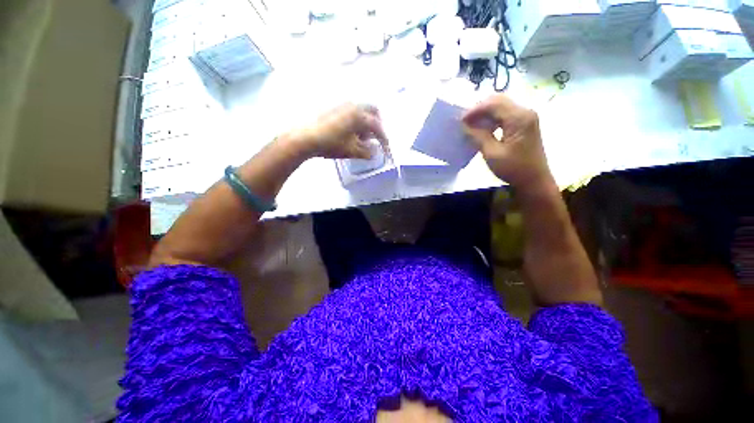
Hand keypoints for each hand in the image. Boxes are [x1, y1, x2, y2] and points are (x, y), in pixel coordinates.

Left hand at [293, 103, 388, 159]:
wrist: (305, 137)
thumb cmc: (331, 144)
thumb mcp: (351, 151)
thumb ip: (366, 152)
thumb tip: (374, 152)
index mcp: (359, 116)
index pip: (378, 127)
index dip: (383, 139)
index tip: (385, 149)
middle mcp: (353, 106)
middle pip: (373, 111)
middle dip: (377, 124)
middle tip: (375, 138)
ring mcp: (342, 105)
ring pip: (361, 111)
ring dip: (366, 123)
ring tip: (361, 138)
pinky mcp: (334, 108)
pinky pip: (351, 111)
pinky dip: (356, 121)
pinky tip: (349, 132)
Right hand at [462, 94, 552, 189]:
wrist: (534, 180)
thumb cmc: (513, 168)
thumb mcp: (492, 153)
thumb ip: (478, 136)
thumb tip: (465, 125)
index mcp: (519, 118)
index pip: (493, 104)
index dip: (475, 110)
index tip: (460, 120)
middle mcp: (525, 112)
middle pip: (499, 101)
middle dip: (479, 109)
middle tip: (464, 121)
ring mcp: (526, 117)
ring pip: (502, 106)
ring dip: (485, 113)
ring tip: (471, 124)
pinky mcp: (525, 124)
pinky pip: (506, 114)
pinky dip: (492, 118)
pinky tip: (483, 128)